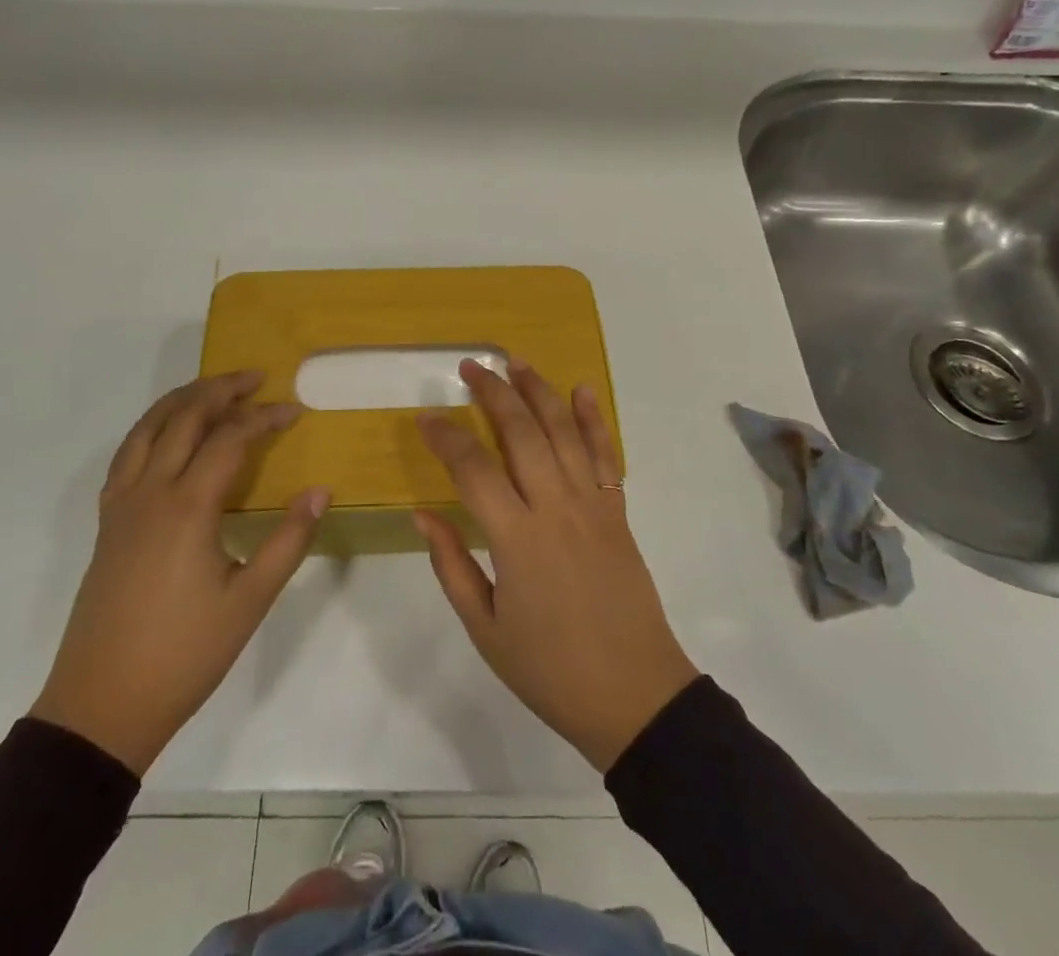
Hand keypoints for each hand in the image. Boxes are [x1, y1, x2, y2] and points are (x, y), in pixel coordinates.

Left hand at [31, 371, 328, 775]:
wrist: (101, 705)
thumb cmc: (184, 655)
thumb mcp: (250, 601)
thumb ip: (288, 539)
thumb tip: (319, 490)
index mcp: (188, 507)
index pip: (230, 438)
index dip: (264, 418)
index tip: (294, 410)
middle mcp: (150, 491)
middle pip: (184, 417)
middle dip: (222, 390)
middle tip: (256, 379)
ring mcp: (122, 504)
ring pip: (148, 427)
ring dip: (183, 400)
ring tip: (214, 390)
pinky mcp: (107, 522)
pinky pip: (127, 453)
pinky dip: (152, 428)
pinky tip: (168, 436)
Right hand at [414, 362, 698, 771]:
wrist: (635, 696)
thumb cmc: (550, 669)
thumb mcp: (486, 629)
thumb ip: (452, 565)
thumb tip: (423, 514)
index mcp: (516, 539)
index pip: (473, 469)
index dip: (446, 437)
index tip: (426, 417)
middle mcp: (555, 508)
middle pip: (522, 433)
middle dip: (494, 393)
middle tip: (471, 367)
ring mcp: (592, 505)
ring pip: (563, 432)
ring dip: (539, 391)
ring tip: (516, 361)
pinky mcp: (617, 513)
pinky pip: (605, 456)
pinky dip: (594, 420)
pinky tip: (583, 390)